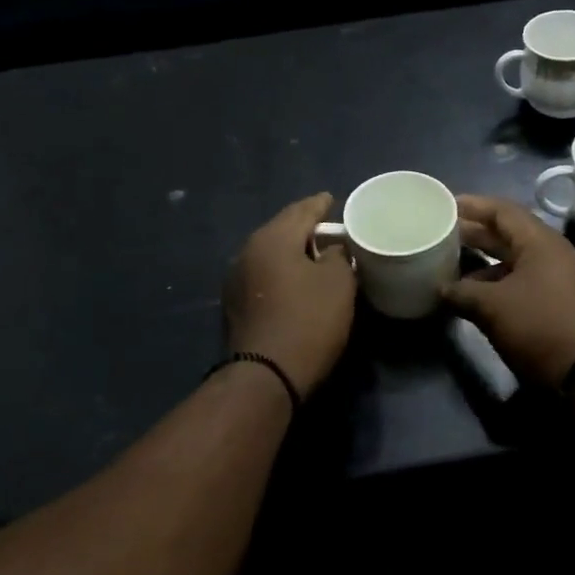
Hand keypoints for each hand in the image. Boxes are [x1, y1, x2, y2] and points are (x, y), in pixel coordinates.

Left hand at [225, 193, 356, 396]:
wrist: (266, 375)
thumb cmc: (309, 321)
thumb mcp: (338, 283)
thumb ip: (338, 255)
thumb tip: (332, 248)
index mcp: (272, 238)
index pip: (301, 210)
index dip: (320, 204)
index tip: (332, 199)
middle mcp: (248, 251)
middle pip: (282, 229)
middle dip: (305, 227)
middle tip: (329, 227)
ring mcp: (237, 279)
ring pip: (271, 253)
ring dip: (293, 251)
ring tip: (316, 253)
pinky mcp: (236, 304)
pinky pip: (265, 274)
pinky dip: (282, 271)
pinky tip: (297, 279)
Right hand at [443, 194, 574, 385]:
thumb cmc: (538, 326)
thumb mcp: (492, 307)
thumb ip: (462, 293)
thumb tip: (442, 290)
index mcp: (541, 243)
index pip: (504, 211)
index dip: (474, 206)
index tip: (447, 204)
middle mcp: (554, 254)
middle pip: (511, 234)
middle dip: (477, 233)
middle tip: (445, 232)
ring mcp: (561, 280)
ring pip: (517, 261)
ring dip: (486, 262)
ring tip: (454, 266)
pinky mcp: (561, 304)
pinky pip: (524, 281)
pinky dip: (499, 283)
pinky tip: (477, 296)